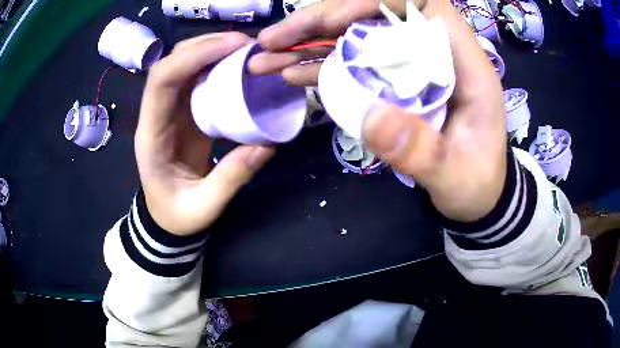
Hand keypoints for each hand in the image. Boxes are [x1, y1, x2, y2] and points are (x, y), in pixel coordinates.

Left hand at [136, 33, 275, 235]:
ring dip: (212, 50)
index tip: (232, 47)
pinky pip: (196, 79)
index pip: (161, 81)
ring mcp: (169, 110)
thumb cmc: (177, 215)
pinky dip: (217, 65)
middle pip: (171, 63)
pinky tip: (239, 65)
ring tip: (246, 48)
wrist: (165, 217)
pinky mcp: (183, 112)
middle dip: (206, 45)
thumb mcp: (204, 207)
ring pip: (183, 65)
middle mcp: (156, 114)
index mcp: (151, 135)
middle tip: (247, 43)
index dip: (193, 57)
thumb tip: (268, 144)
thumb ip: (231, 178)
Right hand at [251, 0, 505, 221]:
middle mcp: (433, 52)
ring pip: (355, 37)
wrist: (474, 195)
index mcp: (464, 62)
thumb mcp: (456, 175)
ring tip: (265, 55)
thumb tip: (370, 117)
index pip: (422, 4)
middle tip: (274, 38)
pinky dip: (317, 67)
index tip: (335, 20)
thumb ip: (421, 150)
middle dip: (322, 20)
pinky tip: (288, 73)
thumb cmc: (475, 182)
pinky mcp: (390, 83)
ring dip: (307, 42)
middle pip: (375, 14)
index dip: (376, 1)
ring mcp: (408, 65)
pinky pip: (351, 65)